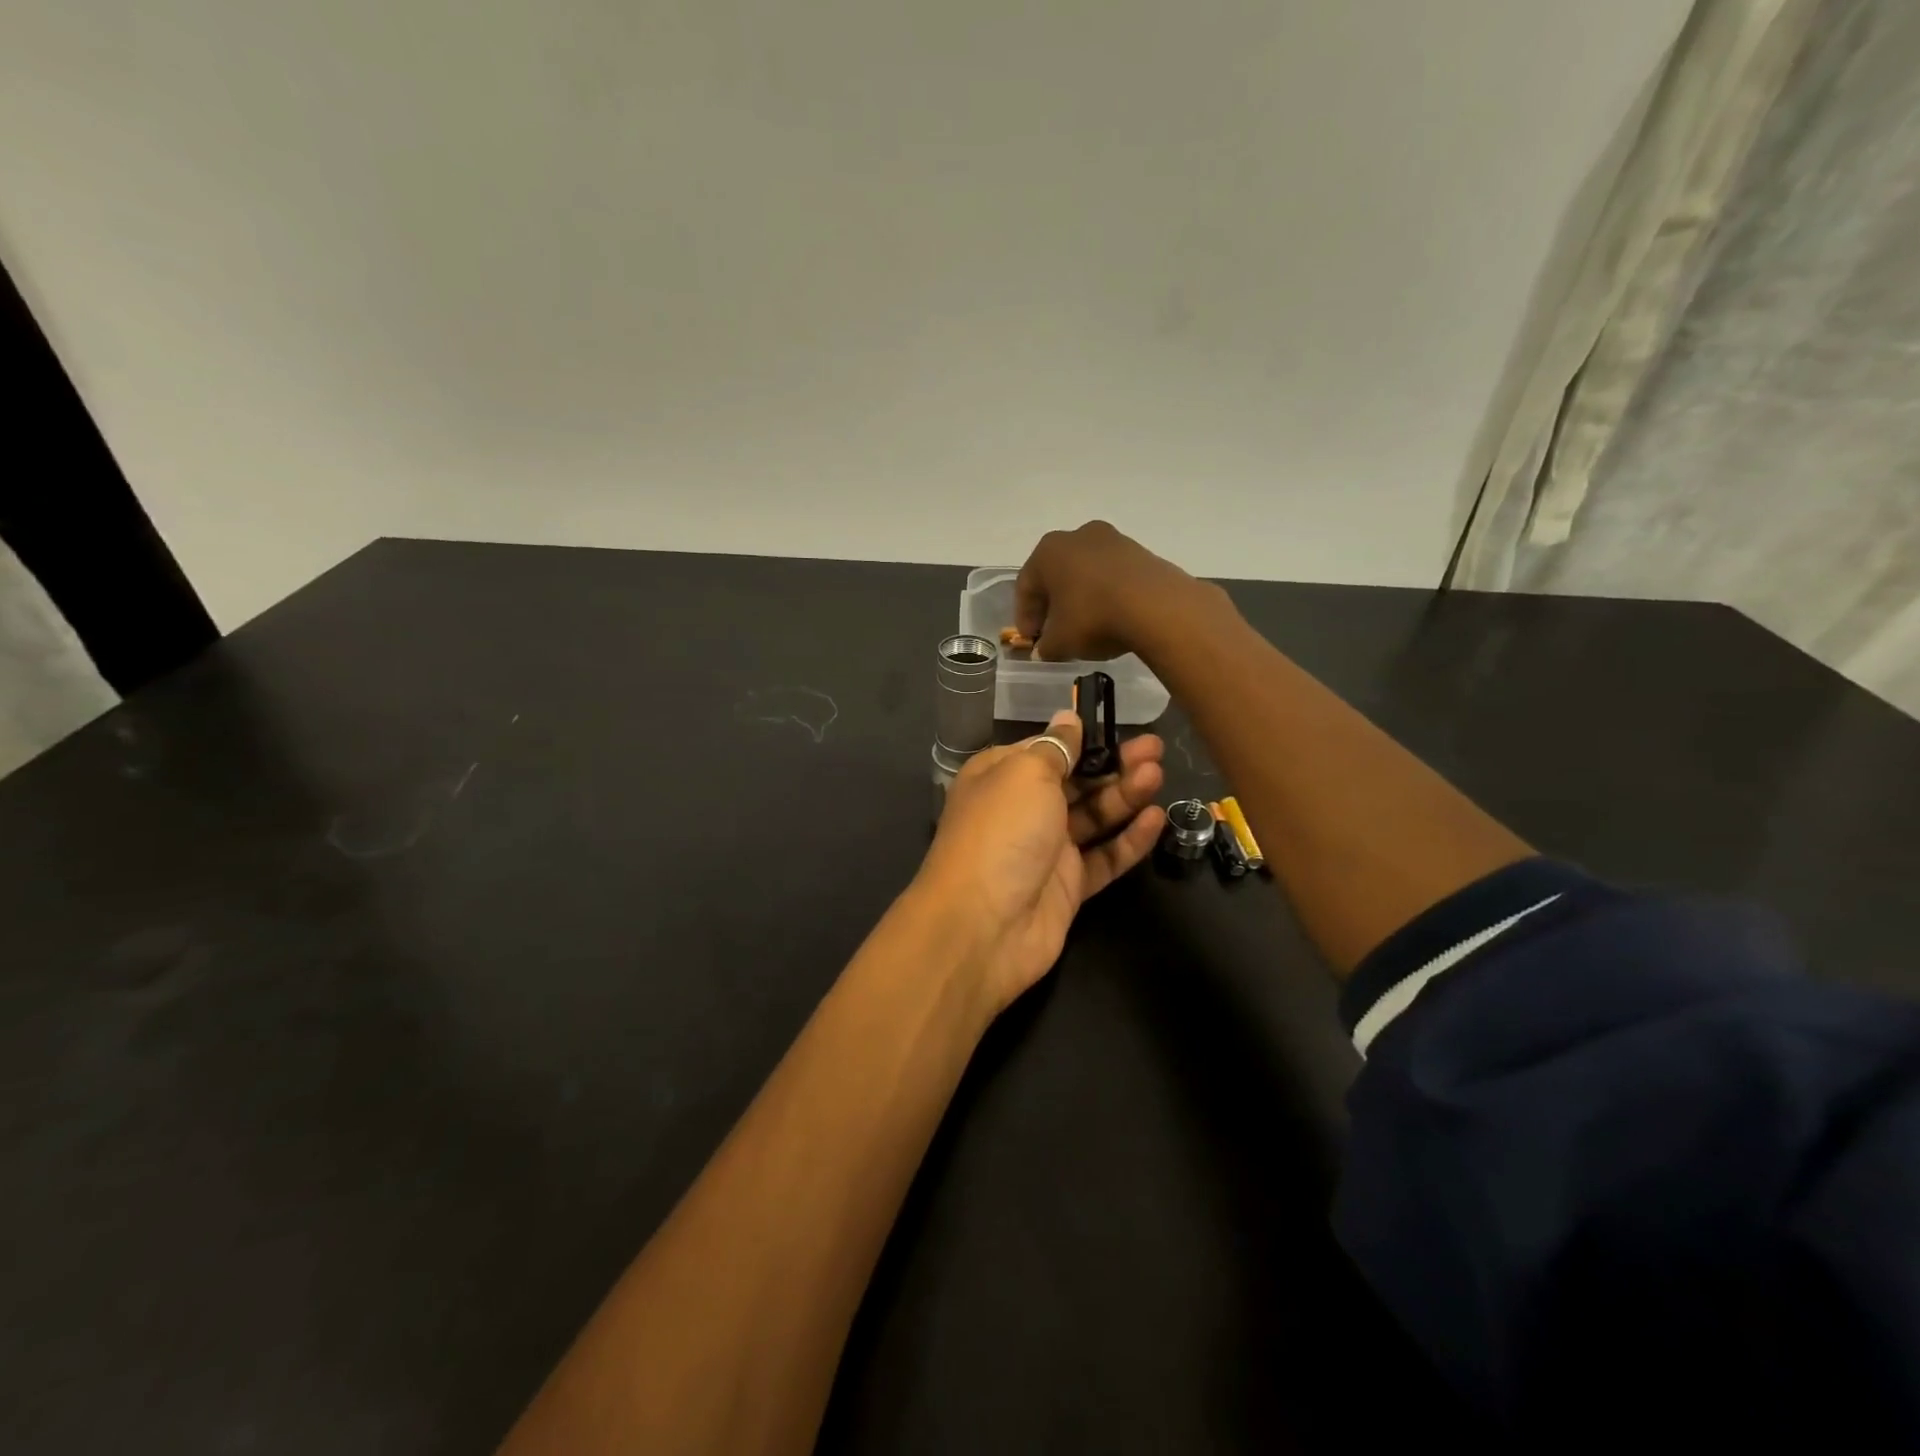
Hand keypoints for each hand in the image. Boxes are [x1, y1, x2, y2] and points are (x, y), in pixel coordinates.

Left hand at [916, 710, 1165, 1014]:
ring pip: (1093, 817)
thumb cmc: (1002, 831)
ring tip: (1158, 774)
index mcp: (1000, 776)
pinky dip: (1129, 840)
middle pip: (1075, 781)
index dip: (1081, 739)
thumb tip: (1068, 719)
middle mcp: (1022, 810)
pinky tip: (1157, 819)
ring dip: (1125, 795)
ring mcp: (1046, 850)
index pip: (1046, 749)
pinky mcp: (1068, 886)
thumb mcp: (1025, 774)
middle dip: (1113, 764)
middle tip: (1155, 749)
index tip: (1117, 726)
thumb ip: (1055, 748)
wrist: (983, 925)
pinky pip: (1104, 858)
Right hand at [1014, 521, 1205, 662]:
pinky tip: (1111, 617)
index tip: (1031, 641)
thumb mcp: (1059, 642)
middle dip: (1053, 605)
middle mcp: (1077, 536)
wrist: (1156, 606)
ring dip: (1080, 598)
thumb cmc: (1093, 617)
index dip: (1025, 617)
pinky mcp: (1140, 552)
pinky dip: (1105, 594)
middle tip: (1054, 633)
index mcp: (1048, 551)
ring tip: (1085, 627)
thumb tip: (1045, 649)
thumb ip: (1045, 647)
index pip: (1026, 587)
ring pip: (1085, 573)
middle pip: (1056, 575)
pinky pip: (1112, 575)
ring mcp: (1112, 540)